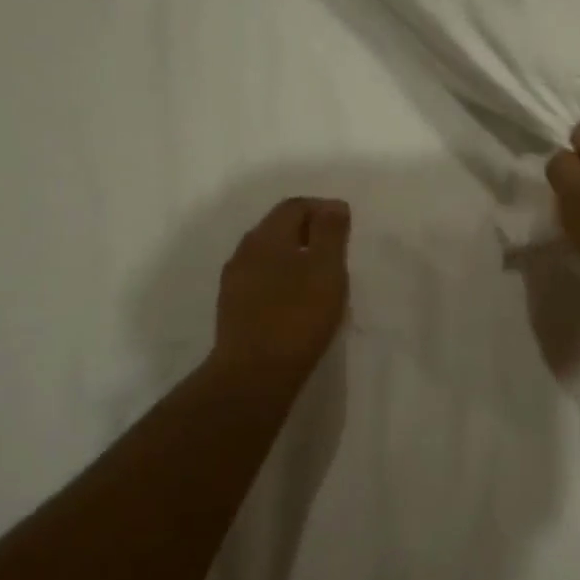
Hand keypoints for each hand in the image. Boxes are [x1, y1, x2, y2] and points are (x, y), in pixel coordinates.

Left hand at [211, 197, 350, 387]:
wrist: (254, 374)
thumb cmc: (298, 316)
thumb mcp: (326, 269)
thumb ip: (330, 232)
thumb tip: (333, 205)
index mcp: (266, 237)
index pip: (295, 206)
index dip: (323, 209)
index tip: (346, 226)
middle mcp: (244, 252)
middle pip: (278, 227)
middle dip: (309, 231)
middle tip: (337, 250)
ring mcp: (235, 281)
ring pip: (268, 255)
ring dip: (295, 256)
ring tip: (321, 276)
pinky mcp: (233, 308)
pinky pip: (262, 279)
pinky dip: (283, 278)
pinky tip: (298, 300)